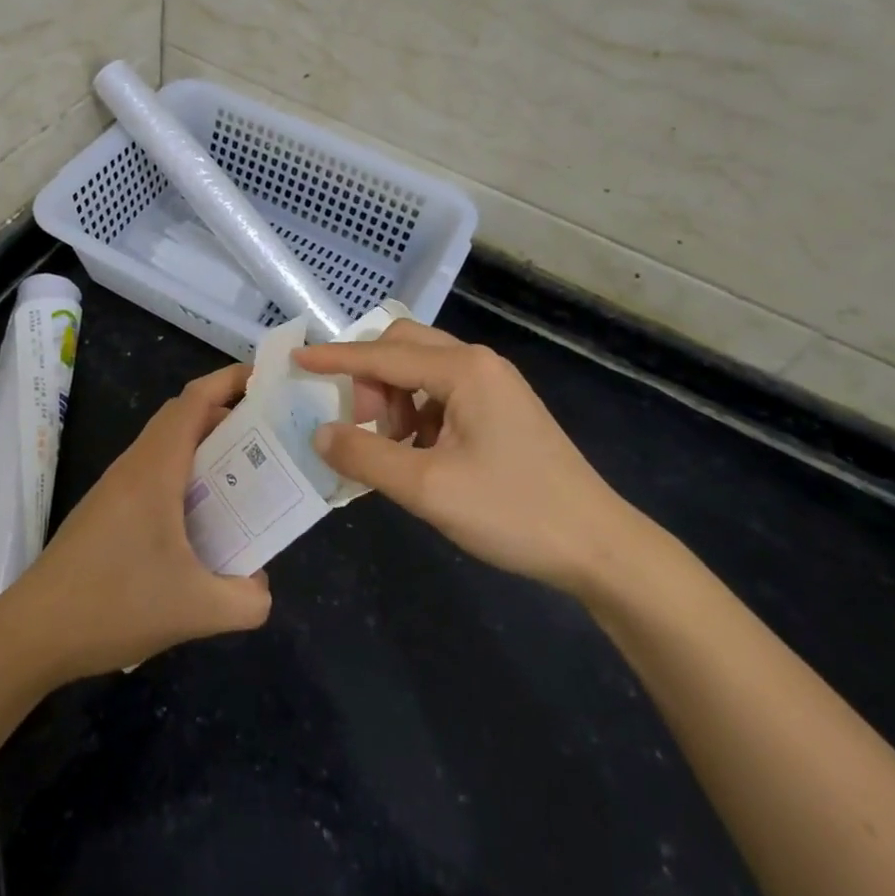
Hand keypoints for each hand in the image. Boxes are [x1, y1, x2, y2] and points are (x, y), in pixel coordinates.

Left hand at [0, 364, 272, 682]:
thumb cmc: (114, 604)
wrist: (33, 632)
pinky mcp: (106, 509)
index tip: (268, 381)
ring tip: (242, 472)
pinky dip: (184, 472)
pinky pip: (153, 470)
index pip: (195, 400)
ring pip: (166, 443)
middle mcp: (135, 465)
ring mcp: (116, 486)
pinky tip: (200, 516)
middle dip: (226, 412)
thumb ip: (245, 600)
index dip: (230, 380)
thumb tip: (261, 587)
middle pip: (183, 415)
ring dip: (204, 445)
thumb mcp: (195, 610)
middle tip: (267, 433)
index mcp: (156, 468)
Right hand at [296, 321, 646, 599]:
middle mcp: (478, 363)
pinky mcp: (501, 409)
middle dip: (370, 379)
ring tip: (392, 448)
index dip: (334, 359)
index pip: (382, 355)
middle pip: (403, 348)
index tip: (295, 361)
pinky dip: (417, 413)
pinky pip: (442, 393)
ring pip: (422, 371)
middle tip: (360, 424)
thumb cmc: (513, 512)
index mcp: (463, 370)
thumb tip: (320, 432)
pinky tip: (419, 455)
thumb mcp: (428, 488)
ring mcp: (494, 385)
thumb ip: (366, 455)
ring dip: (394, 399)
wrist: (599, 547)